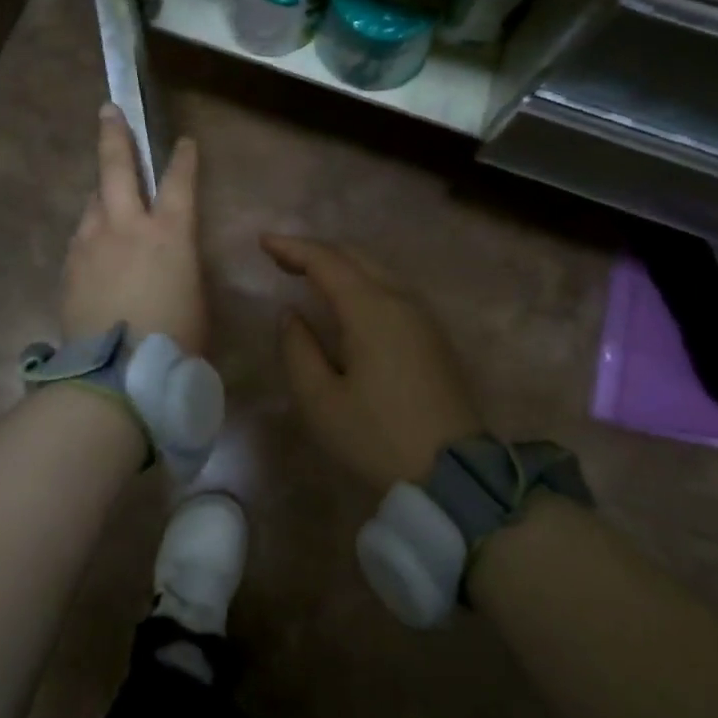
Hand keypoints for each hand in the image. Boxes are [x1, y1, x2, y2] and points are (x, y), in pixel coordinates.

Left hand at [63, 106, 206, 354]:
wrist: (116, 375)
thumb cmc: (174, 340)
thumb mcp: (193, 296)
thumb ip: (178, 263)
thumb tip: (164, 255)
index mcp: (169, 233)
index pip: (179, 181)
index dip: (183, 158)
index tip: (183, 141)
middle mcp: (126, 226)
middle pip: (117, 166)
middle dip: (114, 135)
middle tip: (108, 111)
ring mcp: (91, 242)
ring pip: (94, 203)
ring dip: (103, 199)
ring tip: (107, 205)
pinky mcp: (69, 265)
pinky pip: (82, 238)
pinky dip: (91, 236)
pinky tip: (95, 254)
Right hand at [264, 234, 485, 488]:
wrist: (454, 477)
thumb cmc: (377, 437)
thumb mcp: (320, 400)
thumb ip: (297, 349)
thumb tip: (291, 315)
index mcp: (371, 310)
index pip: (326, 261)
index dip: (292, 247)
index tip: (263, 241)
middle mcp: (400, 300)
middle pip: (354, 257)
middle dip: (315, 251)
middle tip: (281, 257)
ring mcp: (423, 317)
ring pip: (376, 270)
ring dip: (340, 265)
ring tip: (308, 274)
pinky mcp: (433, 336)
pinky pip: (391, 289)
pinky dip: (361, 281)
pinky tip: (347, 300)